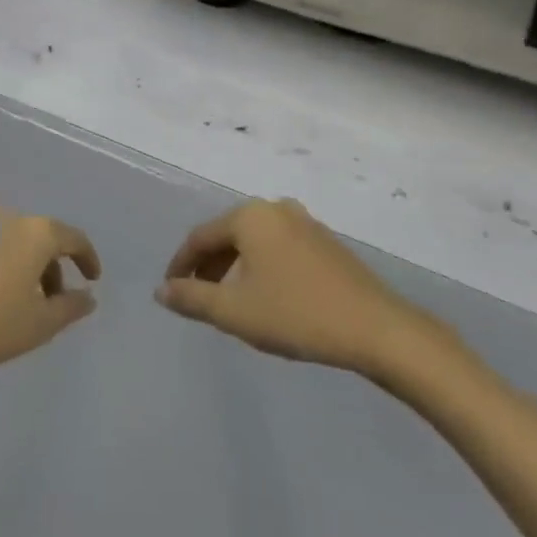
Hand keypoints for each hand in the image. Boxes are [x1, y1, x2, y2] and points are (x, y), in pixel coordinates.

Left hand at [0, 211, 100, 379]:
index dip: (87, 258)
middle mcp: (5, 221)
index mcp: (35, 233)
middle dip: (51, 268)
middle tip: (52, 302)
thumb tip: (87, 297)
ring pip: (9, 244)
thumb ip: (70, 307)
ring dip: (20, 268)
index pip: (73, 238)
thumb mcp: (40, 324)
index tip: (92, 280)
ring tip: (16, 305)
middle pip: (39, 239)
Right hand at [156, 198, 434, 374]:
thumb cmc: (296, 314)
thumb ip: (192, 298)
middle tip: (197, 298)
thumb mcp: (235, 311)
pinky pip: (279, 247)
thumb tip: (161, 290)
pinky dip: (262, 267)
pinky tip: (267, 296)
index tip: (169, 291)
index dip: (180, 265)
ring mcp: (305, 222)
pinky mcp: (326, 241)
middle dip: (208, 266)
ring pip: (254, 241)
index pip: (200, 237)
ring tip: (229, 301)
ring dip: (235, 268)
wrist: (375, 327)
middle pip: (228, 235)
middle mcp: (275, 208)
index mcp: (249, 216)